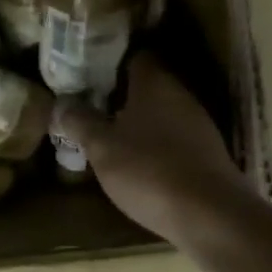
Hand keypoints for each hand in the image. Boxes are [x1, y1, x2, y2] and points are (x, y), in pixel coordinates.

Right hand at [56, 54, 251, 247]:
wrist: (209, 215)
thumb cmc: (148, 170)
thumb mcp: (102, 147)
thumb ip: (81, 122)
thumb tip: (61, 105)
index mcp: (155, 83)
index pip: (134, 56)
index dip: (109, 62)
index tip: (86, 73)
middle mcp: (180, 95)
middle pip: (147, 85)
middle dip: (119, 94)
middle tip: (89, 105)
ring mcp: (198, 125)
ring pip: (160, 113)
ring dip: (137, 121)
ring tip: (107, 135)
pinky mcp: (207, 153)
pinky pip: (173, 138)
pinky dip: (154, 144)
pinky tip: (137, 162)